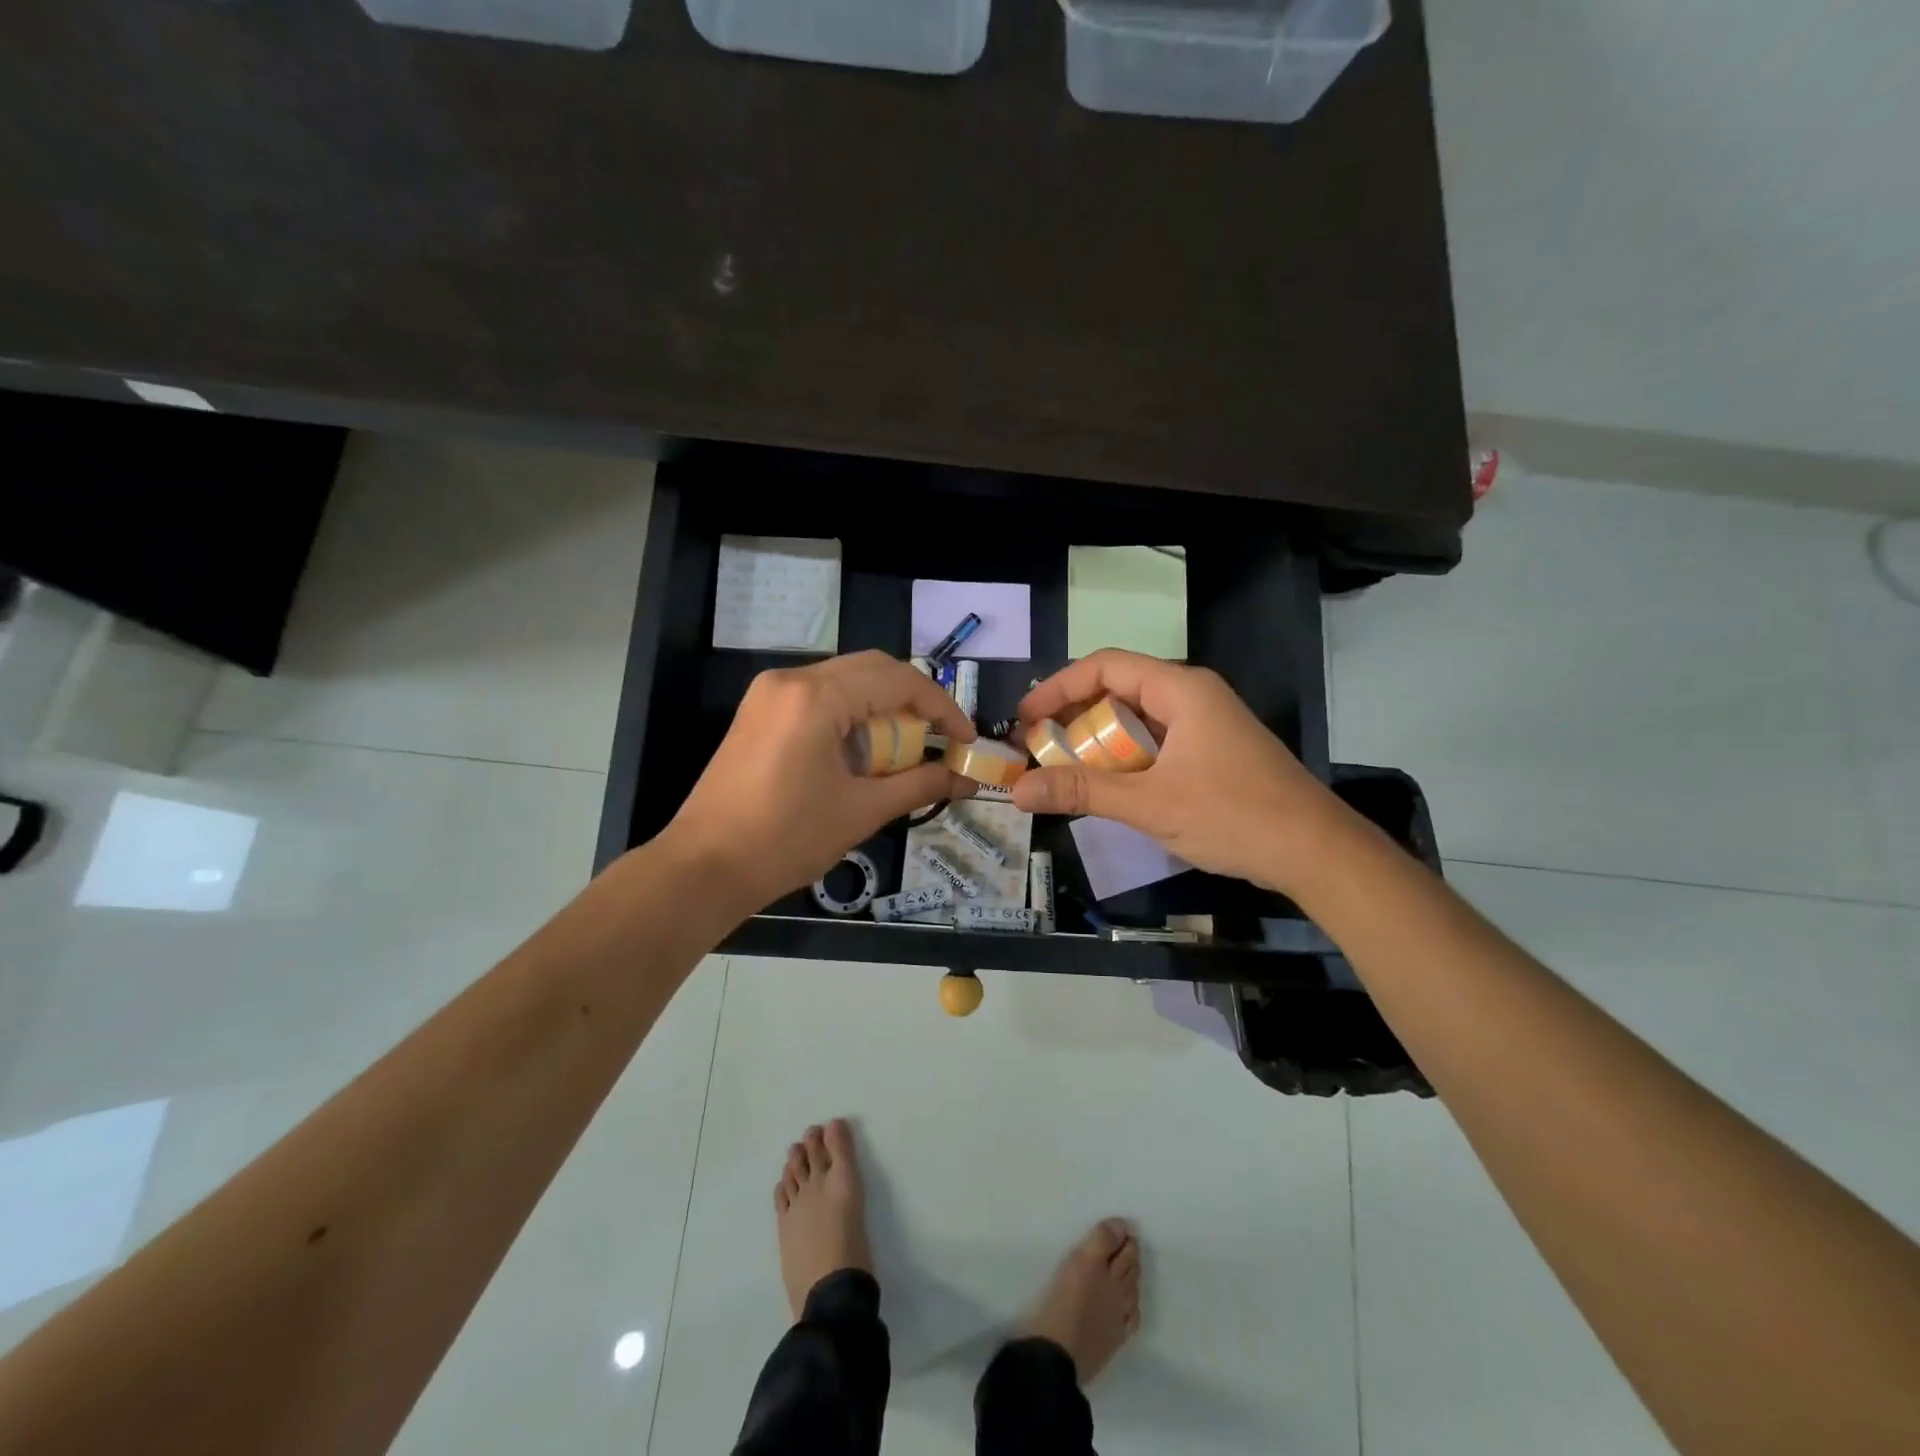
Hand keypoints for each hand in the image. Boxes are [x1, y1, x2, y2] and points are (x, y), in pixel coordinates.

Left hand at [665, 652, 975, 911]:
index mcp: (816, 697)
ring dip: (882, 707)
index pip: (898, 680)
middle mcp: (791, 680)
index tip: (965, 739)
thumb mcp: (862, 811)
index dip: (941, 707)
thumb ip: (920, 785)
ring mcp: (768, 693)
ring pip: (845, 680)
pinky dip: (852, 714)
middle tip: (940, 738)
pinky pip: (819, 696)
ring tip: (905, 749)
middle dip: (913, 701)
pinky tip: (863, 751)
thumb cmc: (786, 840)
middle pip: (872, 669)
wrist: (704, 868)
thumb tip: (966, 779)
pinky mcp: (758, 711)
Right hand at [1011, 650, 1349, 896]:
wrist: (1316, 853)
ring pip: (1136, 718)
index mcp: (1180, 689)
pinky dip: (1124, 757)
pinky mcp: (1212, 752)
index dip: (1058, 687)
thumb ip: (1082, 792)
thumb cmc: (1233, 815)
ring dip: (1097, 740)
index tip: (1024, 719)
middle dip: (1073, 716)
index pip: (1104, 666)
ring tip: (1062, 768)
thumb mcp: (1149, 803)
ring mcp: (1205, 724)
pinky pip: (1155, 742)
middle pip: (1118, 689)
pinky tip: (1106, 785)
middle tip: (1037, 748)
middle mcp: (1192, 696)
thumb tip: (1018, 790)